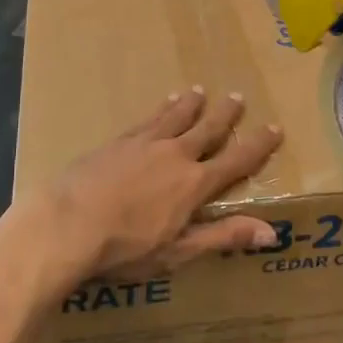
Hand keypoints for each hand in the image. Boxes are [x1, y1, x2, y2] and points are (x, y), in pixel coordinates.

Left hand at [13, 88, 282, 289]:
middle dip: (225, 115)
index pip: (236, 161)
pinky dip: (161, 108)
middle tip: (237, 97)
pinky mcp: (118, 141)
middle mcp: (175, 155)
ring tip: (199, 90)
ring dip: (191, 104)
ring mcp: (144, 144)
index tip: (275, 128)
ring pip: (176, 117)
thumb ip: (223, 237)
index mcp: (195, 184)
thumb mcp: (178, 251)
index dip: (258, 146)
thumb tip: (271, 231)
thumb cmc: (124, 248)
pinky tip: (162, 103)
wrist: (67, 224)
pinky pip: (148, 119)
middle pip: (207, 129)